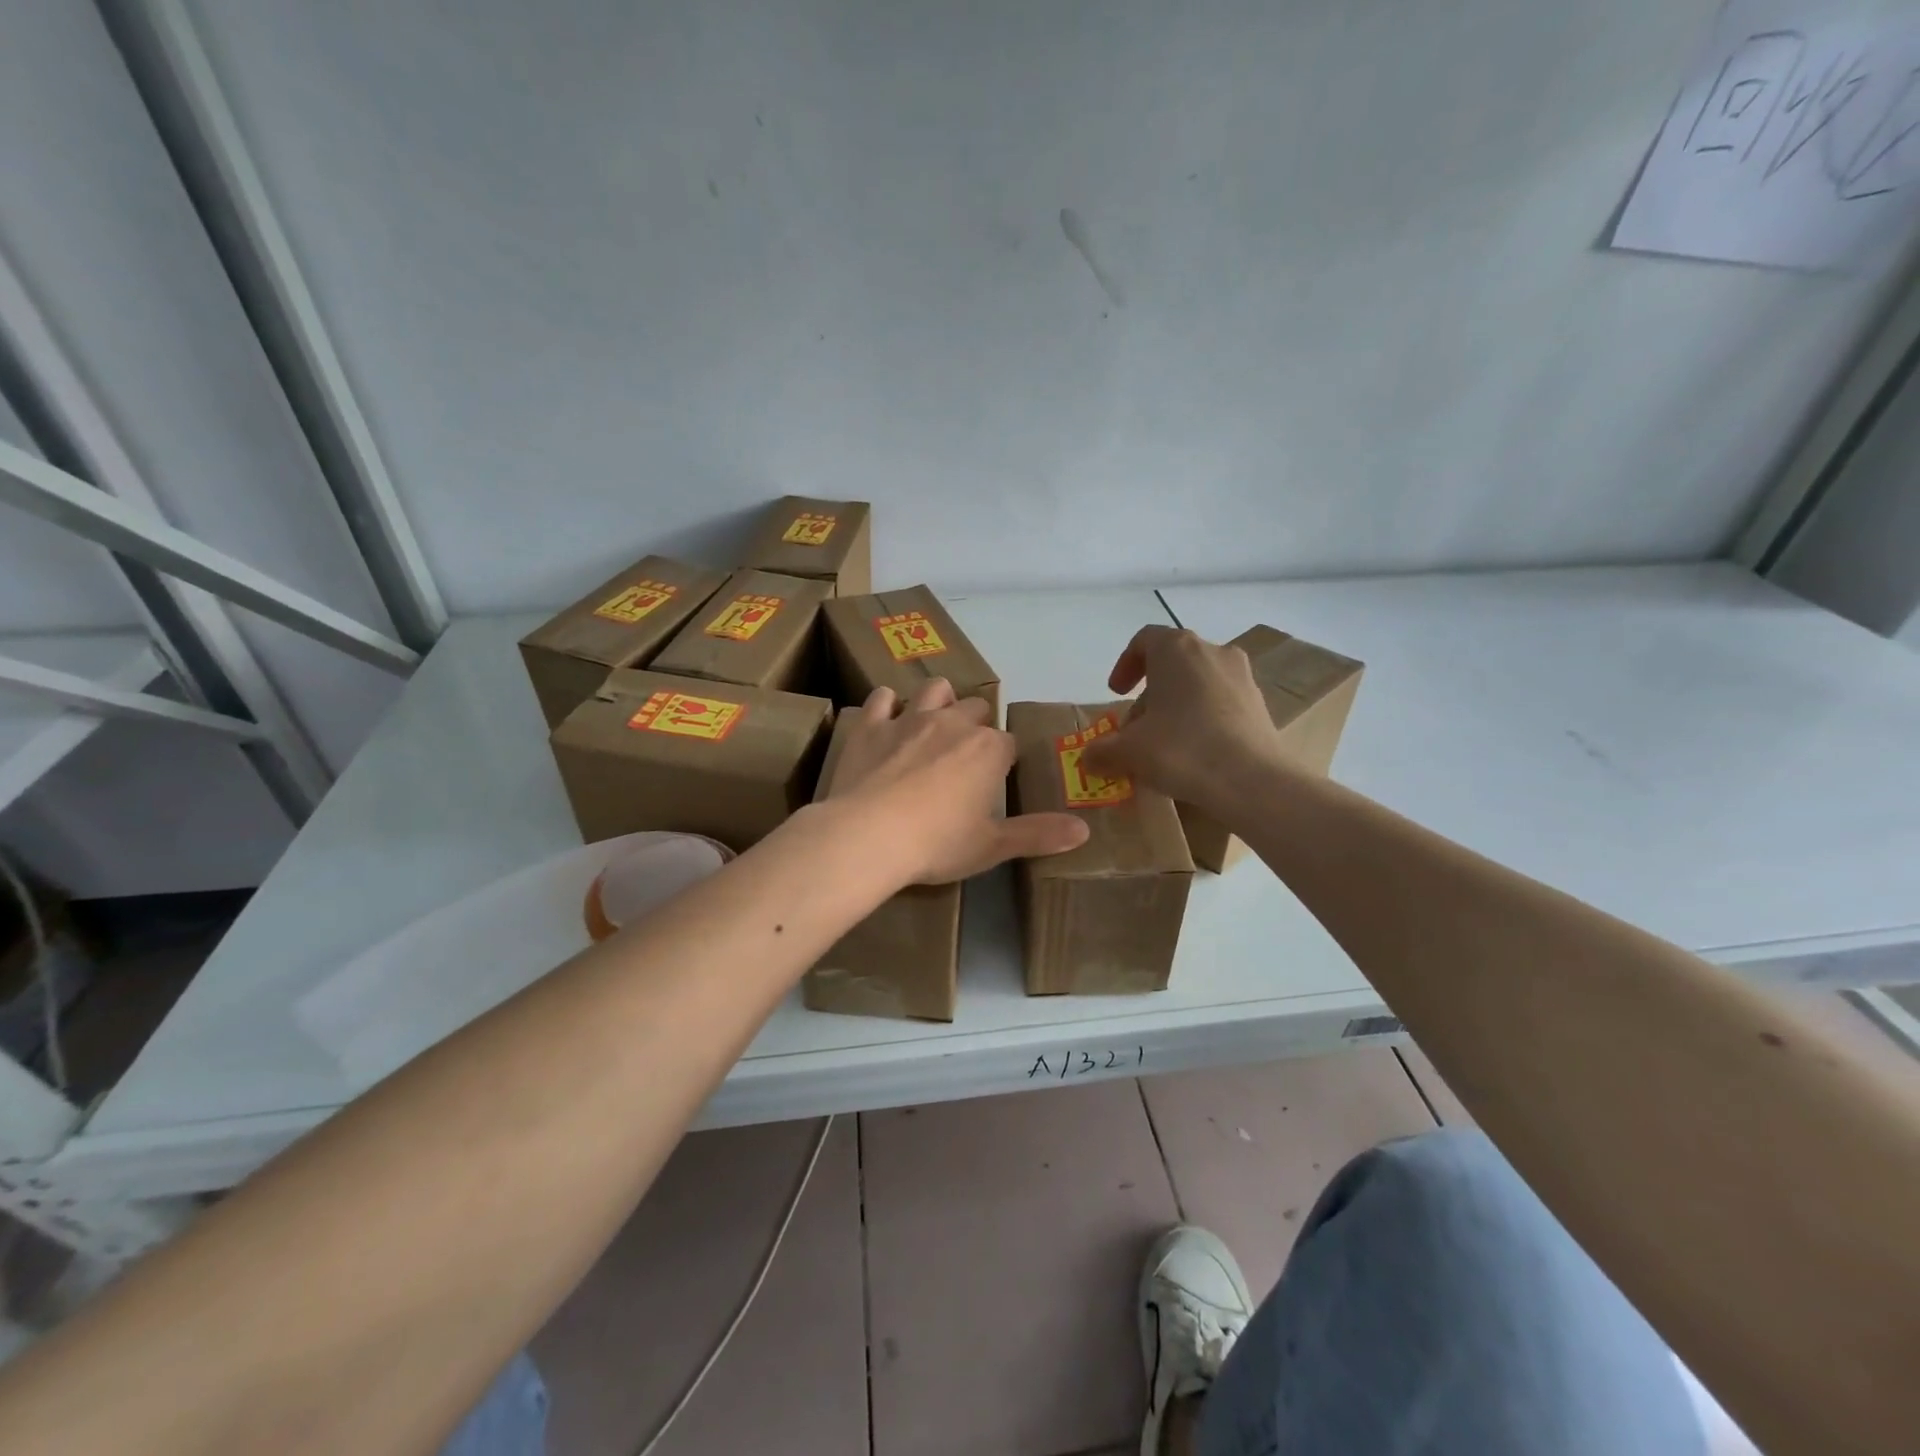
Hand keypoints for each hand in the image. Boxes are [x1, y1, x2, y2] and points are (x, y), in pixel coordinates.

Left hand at [825, 679, 1089, 883]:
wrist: (868, 836)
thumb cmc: (937, 844)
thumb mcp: (993, 846)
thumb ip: (1039, 834)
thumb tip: (1084, 830)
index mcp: (989, 750)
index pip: (1009, 743)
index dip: (1004, 760)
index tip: (995, 780)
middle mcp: (954, 723)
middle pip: (976, 708)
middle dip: (976, 724)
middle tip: (966, 756)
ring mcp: (909, 719)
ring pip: (934, 689)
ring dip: (939, 700)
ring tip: (933, 723)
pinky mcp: (871, 725)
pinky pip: (881, 698)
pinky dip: (886, 705)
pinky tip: (886, 719)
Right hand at [1079, 626, 1278, 807]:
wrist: (1252, 781)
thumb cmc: (1181, 750)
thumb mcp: (1129, 752)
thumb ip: (1102, 750)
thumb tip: (1088, 757)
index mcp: (1177, 649)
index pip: (1144, 640)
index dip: (1125, 665)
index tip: (1116, 693)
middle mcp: (1212, 652)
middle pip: (1172, 663)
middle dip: (1149, 694)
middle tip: (1136, 728)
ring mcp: (1241, 677)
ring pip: (1198, 683)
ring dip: (1176, 706)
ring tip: (1164, 743)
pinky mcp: (1259, 704)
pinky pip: (1221, 702)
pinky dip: (1202, 718)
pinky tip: (1195, 752)